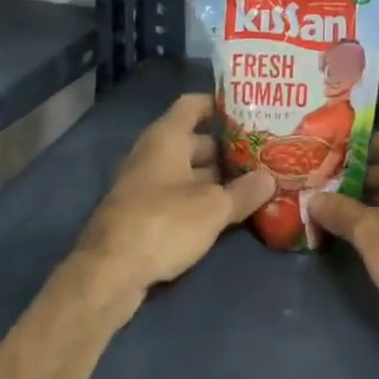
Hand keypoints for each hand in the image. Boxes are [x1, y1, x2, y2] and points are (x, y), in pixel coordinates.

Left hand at [74, 94, 275, 310]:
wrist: (108, 273)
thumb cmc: (164, 222)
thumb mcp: (214, 208)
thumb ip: (244, 192)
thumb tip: (270, 178)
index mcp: (167, 137)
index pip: (193, 105)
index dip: (218, 105)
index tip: (247, 111)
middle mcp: (152, 154)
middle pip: (193, 140)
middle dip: (225, 149)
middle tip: (260, 154)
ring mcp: (143, 185)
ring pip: (186, 171)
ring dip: (214, 178)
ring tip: (250, 184)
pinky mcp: (140, 214)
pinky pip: (175, 196)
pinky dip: (198, 199)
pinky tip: (223, 213)